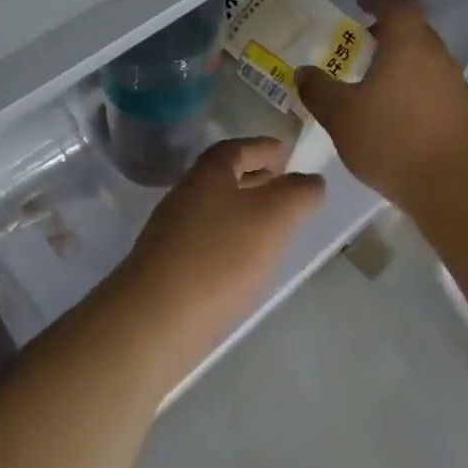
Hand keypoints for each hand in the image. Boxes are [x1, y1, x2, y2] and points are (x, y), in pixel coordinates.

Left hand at [115, 138, 324, 377]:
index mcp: (209, 173)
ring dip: (244, 211)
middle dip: (255, 178)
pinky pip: (207, 240)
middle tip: (284, 185)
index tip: (287, 153)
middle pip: (224, 177)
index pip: (238, 148)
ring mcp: (172, 232)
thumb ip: (299, 194)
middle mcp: (186, 195)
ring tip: (273, 226)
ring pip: (216, 210)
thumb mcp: (274, 217)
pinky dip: (231, 240)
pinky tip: (246, 263)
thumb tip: (312, 181)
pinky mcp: (168, 268)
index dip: (264, 148)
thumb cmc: (221, 257)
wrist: (156, 319)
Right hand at [295, 0, 467, 216]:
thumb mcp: (342, 117)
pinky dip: (412, 85)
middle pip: (413, 29)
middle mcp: (437, 55)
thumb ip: (319, 91)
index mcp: (408, 43)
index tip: (359, 0)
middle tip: (360, 42)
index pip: (397, 2)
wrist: (459, 188)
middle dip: (386, 31)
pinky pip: (433, 85)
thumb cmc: (394, 141)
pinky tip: (394, 113)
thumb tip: (304, 72)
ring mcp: (455, 83)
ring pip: (424, 59)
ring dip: (400, 60)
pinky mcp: (464, 111)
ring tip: (372, 80)